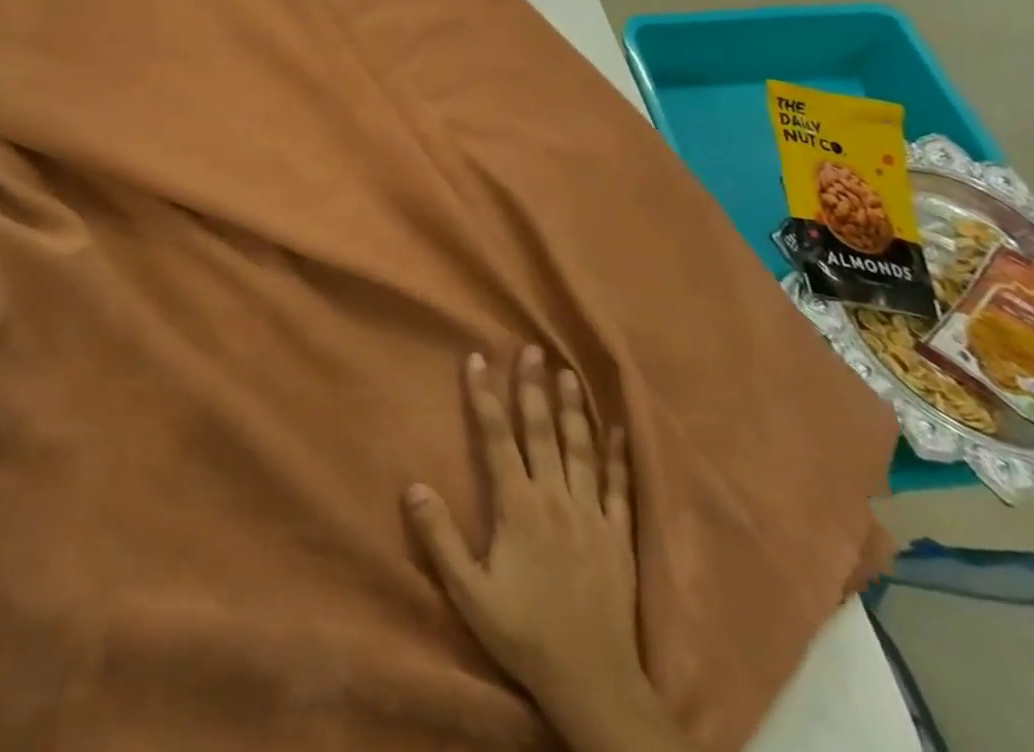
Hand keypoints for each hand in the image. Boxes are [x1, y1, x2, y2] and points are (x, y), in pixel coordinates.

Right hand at [405, 348, 661, 747]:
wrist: (594, 685)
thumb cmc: (525, 635)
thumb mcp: (470, 593)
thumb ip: (439, 538)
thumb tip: (413, 486)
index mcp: (519, 507)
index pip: (497, 438)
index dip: (484, 396)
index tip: (477, 358)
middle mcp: (556, 498)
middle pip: (541, 431)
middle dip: (532, 387)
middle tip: (531, 349)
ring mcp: (592, 515)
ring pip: (580, 449)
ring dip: (573, 408)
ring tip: (568, 373)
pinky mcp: (619, 537)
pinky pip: (620, 488)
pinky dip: (619, 457)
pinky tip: (620, 431)